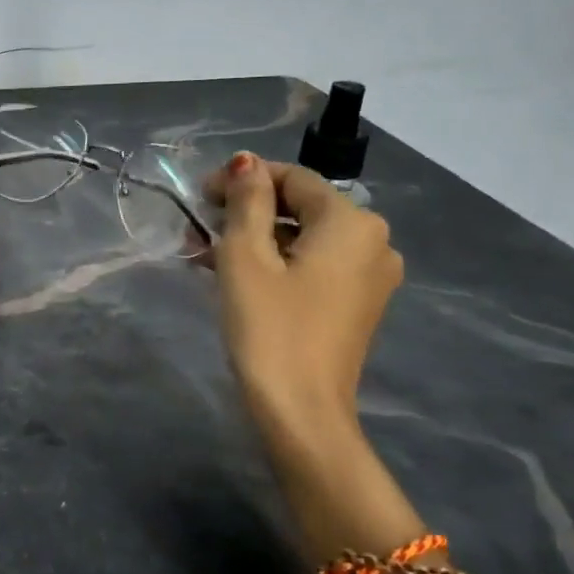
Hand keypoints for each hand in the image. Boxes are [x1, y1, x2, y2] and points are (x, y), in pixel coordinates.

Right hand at [203, 153, 402, 462]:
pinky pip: (314, 265)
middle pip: (301, 207)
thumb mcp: (246, 257)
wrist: (302, 411)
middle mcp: (374, 241)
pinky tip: (237, 275)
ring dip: (256, 239)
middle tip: (199, 229)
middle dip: (247, 212)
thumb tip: (245, 162)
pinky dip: (278, 263)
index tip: (199, 199)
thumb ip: (247, 201)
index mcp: (352, 222)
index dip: (242, 181)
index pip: (292, 178)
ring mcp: (370, 276)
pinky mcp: (358, 304)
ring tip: (206, 255)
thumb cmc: (270, 327)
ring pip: (305, 238)